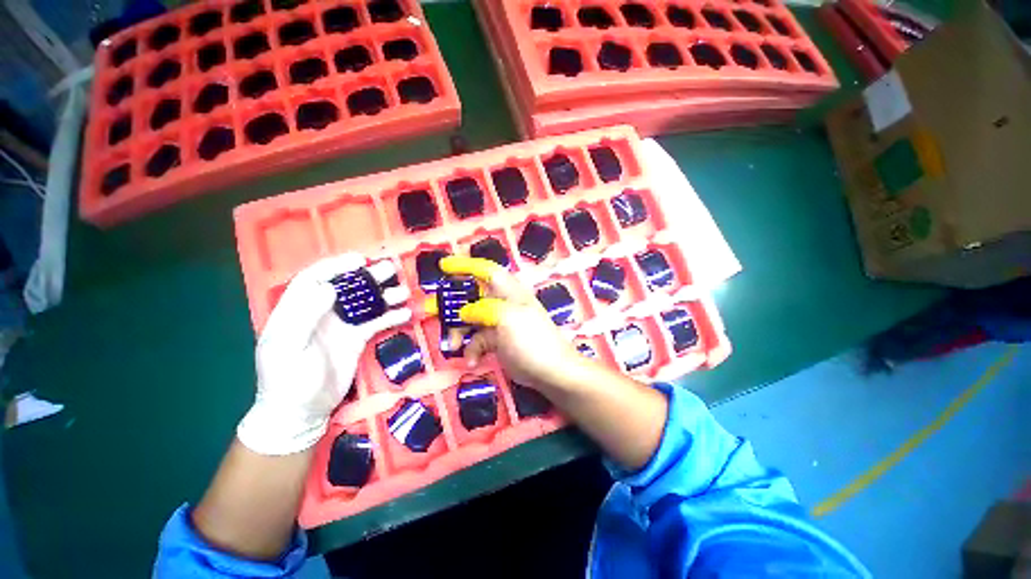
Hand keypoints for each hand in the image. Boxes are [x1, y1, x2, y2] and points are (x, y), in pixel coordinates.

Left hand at [237, 253, 410, 455]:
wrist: (302, 412)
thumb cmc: (288, 381)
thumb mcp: (288, 349)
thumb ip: (304, 317)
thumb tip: (328, 288)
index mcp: (297, 311)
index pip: (314, 279)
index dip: (335, 266)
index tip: (359, 260)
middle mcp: (321, 313)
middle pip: (346, 288)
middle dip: (367, 277)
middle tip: (391, 271)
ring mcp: (341, 326)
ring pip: (365, 304)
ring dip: (384, 296)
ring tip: (404, 293)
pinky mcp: (357, 339)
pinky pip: (376, 323)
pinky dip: (391, 317)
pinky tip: (406, 314)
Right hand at [438, 257, 581, 391]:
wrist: (550, 372)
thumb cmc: (531, 340)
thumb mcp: (507, 318)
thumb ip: (483, 310)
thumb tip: (465, 312)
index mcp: (507, 291)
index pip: (485, 270)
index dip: (465, 265)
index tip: (443, 266)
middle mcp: (501, 303)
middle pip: (471, 295)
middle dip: (451, 303)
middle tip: (429, 310)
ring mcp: (498, 322)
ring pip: (470, 319)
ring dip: (458, 331)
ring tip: (452, 345)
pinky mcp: (497, 340)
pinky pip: (477, 340)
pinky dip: (472, 349)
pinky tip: (473, 361)